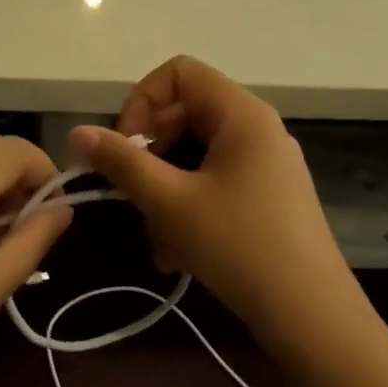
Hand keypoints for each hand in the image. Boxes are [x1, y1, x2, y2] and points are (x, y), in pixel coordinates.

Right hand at [70, 57, 360, 347]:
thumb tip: (77, 132)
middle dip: (149, 155)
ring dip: (163, 193)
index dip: (142, 102)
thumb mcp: (170, 202)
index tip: (126, 147)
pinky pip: (213, 185)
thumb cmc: (239, 246)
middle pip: (184, 115)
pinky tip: (176, 254)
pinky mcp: (266, 198)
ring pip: (194, 158)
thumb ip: (121, 162)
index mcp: (241, 114)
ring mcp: (265, 165)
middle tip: (132, 195)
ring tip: (157, 240)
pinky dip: (187, 210)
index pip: (179, 73)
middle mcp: (257, 129)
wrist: (309, 313)